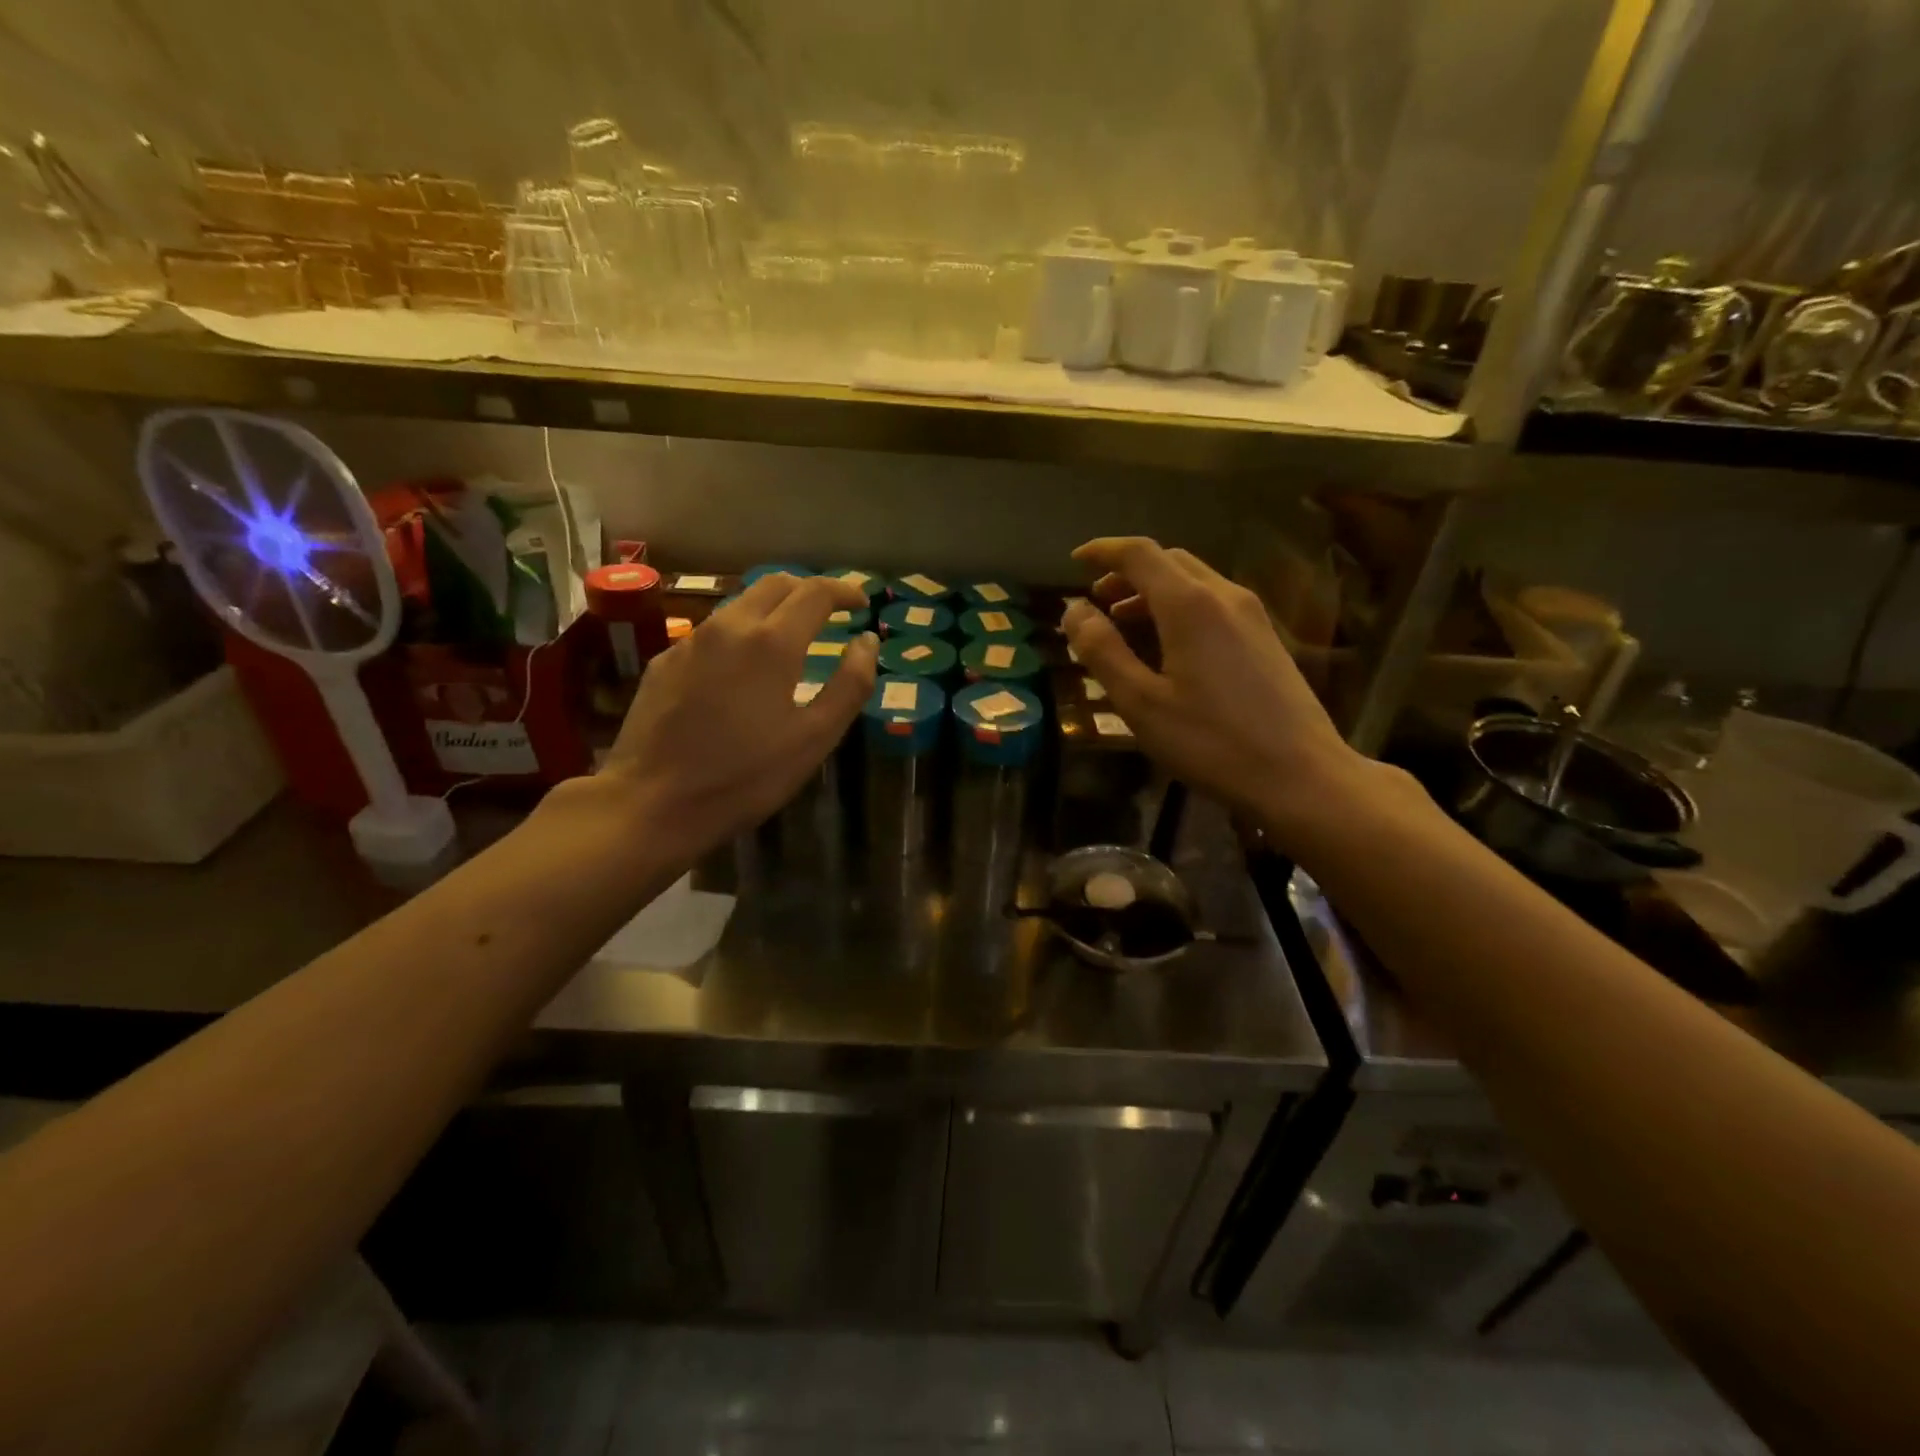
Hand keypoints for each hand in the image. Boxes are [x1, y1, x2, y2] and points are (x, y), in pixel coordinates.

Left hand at [598, 573, 877, 855]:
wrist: (651, 802)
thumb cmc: (745, 776)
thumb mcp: (814, 739)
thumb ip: (849, 685)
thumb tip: (867, 641)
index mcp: (772, 642)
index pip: (815, 592)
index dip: (844, 591)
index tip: (862, 603)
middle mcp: (730, 627)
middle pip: (775, 583)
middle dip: (809, 590)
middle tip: (830, 613)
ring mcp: (691, 641)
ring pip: (740, 603)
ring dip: (773, 608)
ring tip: (791, 637)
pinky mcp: (665, 661)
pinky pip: (712, 631)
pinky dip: (740, 634)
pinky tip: (742, 669)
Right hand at [1063, 537, 1386, 841]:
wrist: (1301, 775)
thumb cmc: (1210, 742)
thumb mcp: (1140, 703)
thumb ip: (1102, 651)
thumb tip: (1074, 610)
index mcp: (1190, 604)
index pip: (1140, 553)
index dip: (1103, 551)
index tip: (1076, 560)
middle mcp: (1224, 595)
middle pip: (1170, 560)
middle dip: (1128, 572)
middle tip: (1098, 602)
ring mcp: (1252, 615)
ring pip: (1195, 581)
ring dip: (1154, 591)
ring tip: (1126, 625)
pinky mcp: (1267, 638)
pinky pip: (1214, 603)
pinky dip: (1180, 607)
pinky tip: (1170, 647)